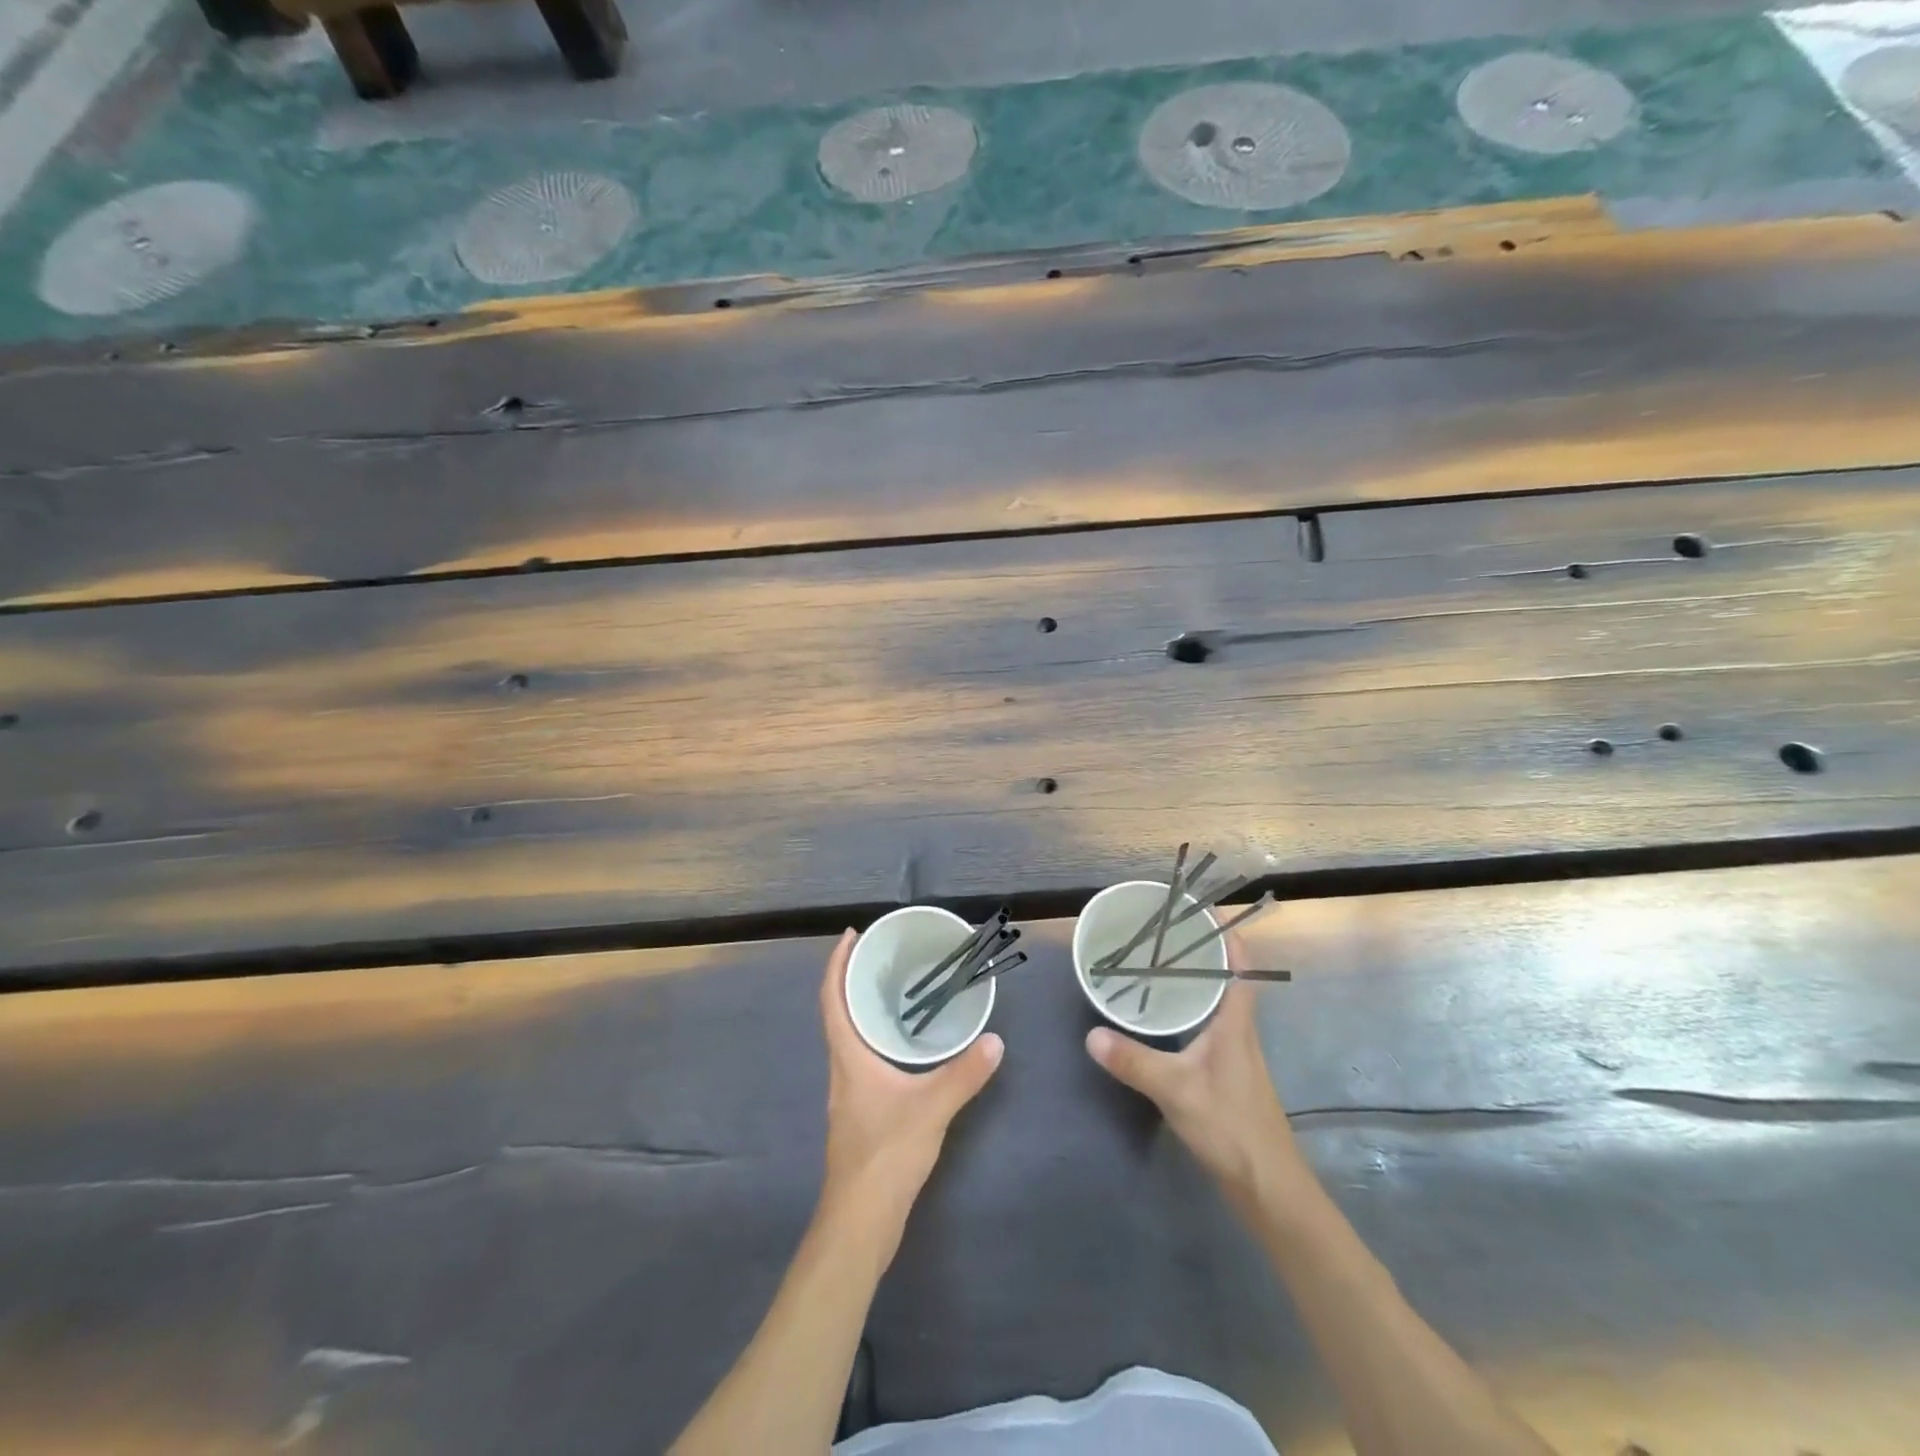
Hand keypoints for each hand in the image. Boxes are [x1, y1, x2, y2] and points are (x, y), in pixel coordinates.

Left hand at [818, 930, 1003, 1236]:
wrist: (860, 1221)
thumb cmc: (885, 1155)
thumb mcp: (931, 1108)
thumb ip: (963, 1074)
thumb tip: (995, 1041)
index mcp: (848, 1057)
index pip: (832, 999)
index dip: (836, 964)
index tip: (850, 936)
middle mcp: (842, 1069)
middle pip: (839, 1013)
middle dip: (854, 980)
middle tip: (882, 955)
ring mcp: (849, 1093)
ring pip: (850, 1037)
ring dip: (864, 1009)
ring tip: (895, 990)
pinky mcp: (860, 1113)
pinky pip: (864, 1059)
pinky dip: (877, 1037)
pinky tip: (904, 1045)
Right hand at [1085, 933, 1304, 1198]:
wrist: (1268, 1187)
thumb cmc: (1231, 1127)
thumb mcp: (1176, 1090)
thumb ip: (1134, 1061)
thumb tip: (1092, 1035)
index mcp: (1235, 1022)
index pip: (1239, 964)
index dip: (1225, 932)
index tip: (1198, 908)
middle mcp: (1238, 1030)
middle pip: (1224, 977)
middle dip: (1197, 950)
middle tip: (1159, 931)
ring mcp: (1233, 1053)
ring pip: (1213, 1002)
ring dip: (1191, 980)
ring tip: (1153, 964)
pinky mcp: (1225, 1074)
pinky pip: (1205, 1025)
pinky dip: (1185, 1010)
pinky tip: (1159, 1018)